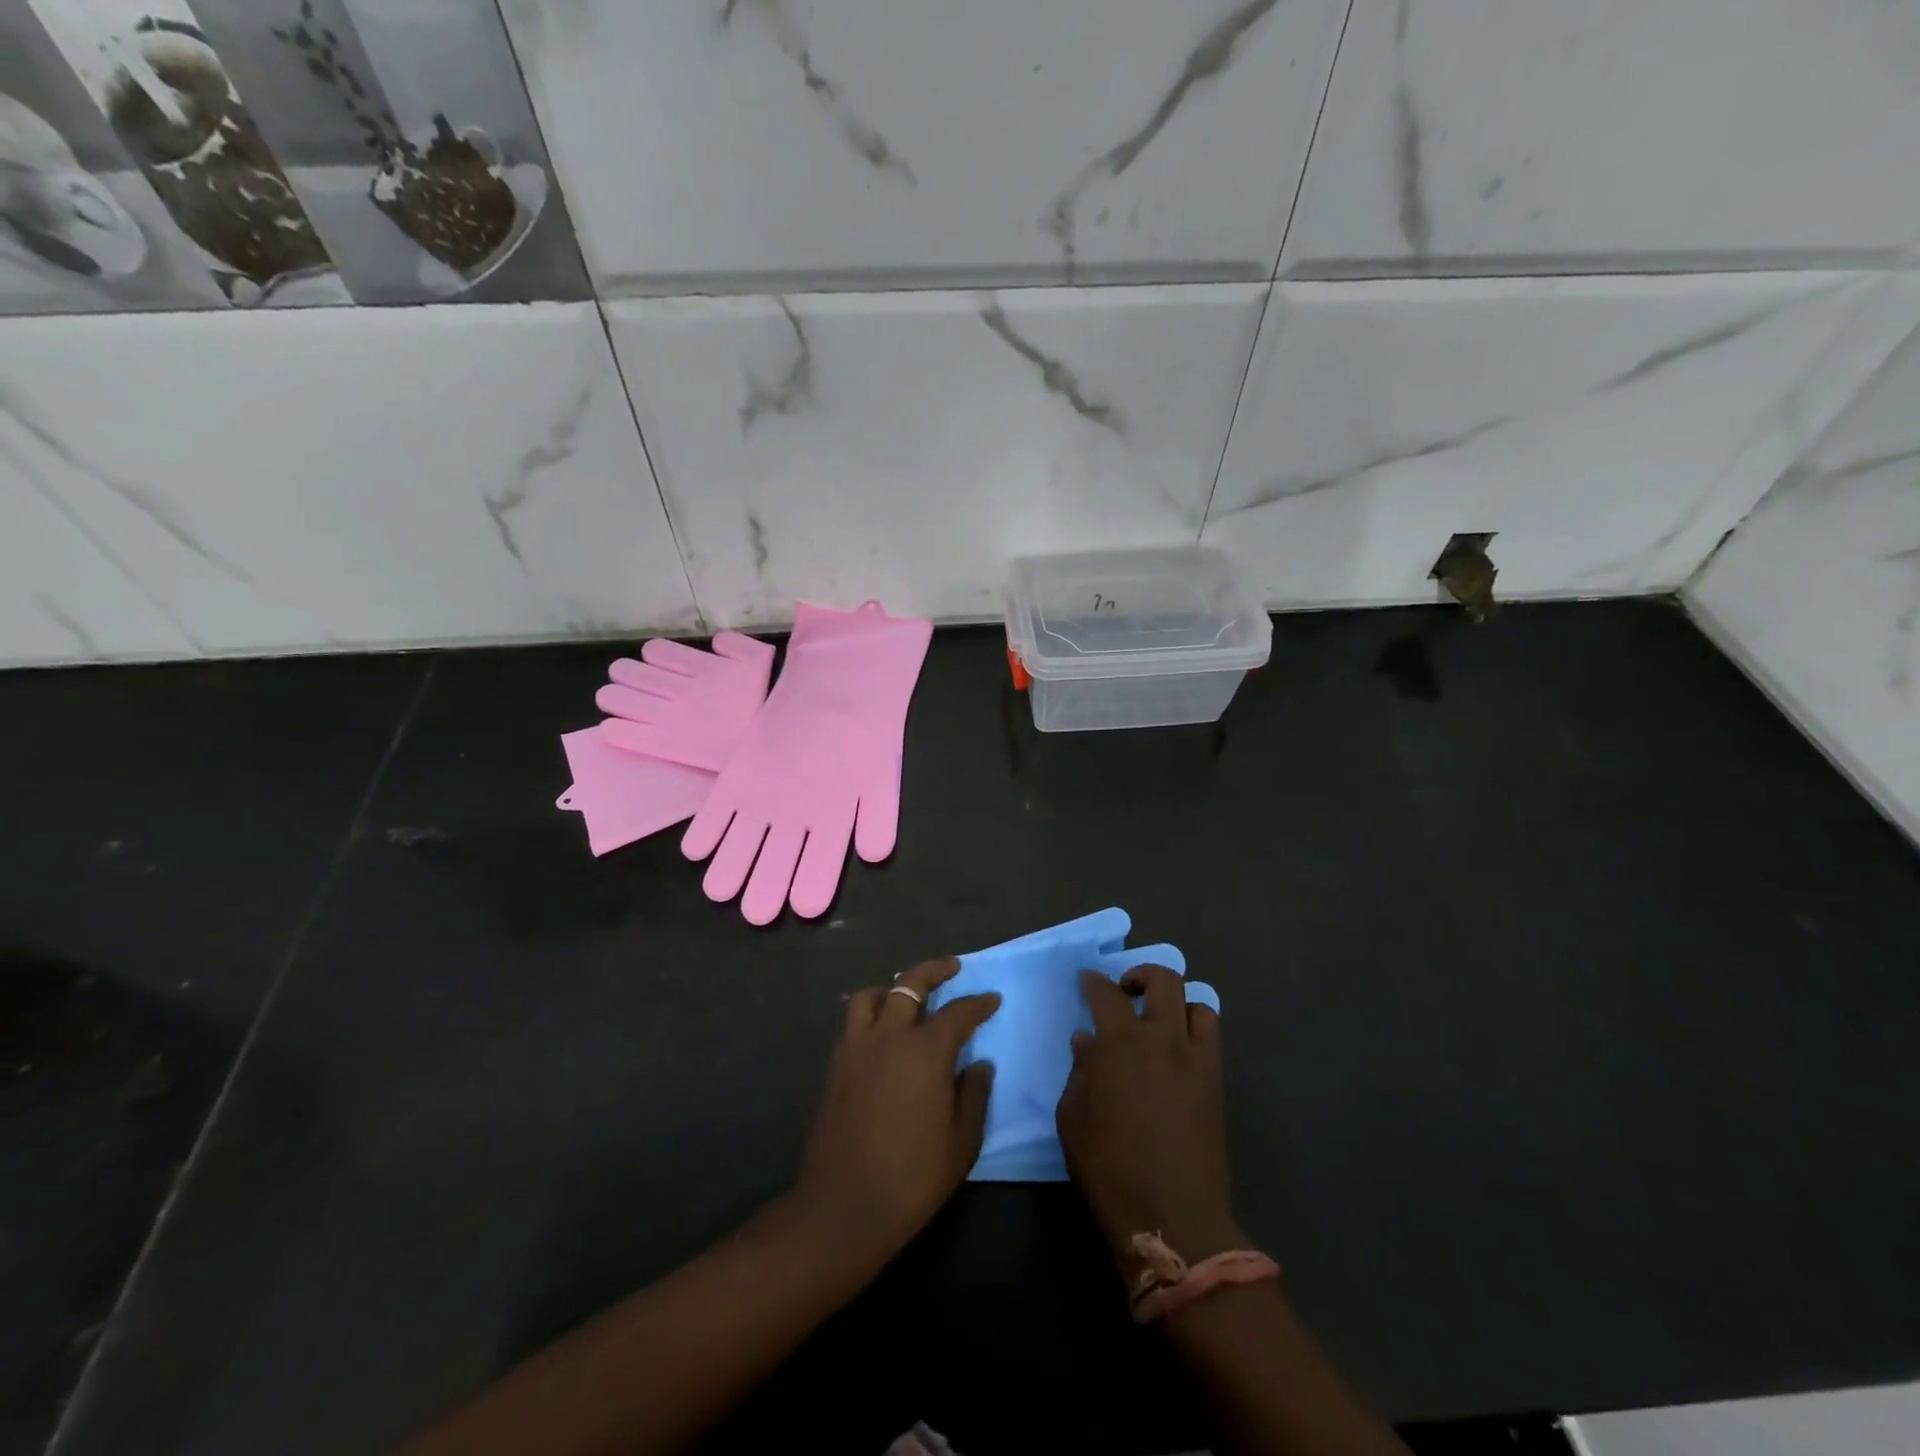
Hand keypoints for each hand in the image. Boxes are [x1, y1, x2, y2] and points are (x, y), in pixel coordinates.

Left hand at [791, 958, 1000, 1276]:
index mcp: (926, 1051)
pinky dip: (870, 1012)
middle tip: (952, 968)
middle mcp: (890, 1037)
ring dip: (893, 987)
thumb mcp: (962, 1142)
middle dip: (935, 970)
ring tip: (907, 995)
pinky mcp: (836, 1065)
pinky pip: (853, 1022)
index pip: (958, 1012)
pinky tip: (881, 1031)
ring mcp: (857, 1048)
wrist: (845, 1206)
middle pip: (910, 984)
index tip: (991, 1000)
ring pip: (872, 996)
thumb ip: (974, 1095)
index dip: (978, 1003)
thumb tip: (979, 1064)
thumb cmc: (913, 1177)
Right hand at [1057, 965, 1242, 1279]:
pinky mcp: (1216, 1081)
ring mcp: (1195, 1058)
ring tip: (1160, 1021)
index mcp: (1120, 1044)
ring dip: (1176, 1003)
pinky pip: (1211, 1035)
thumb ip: (1079, 1072)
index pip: (1105, 994)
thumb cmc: (1110, 1169)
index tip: (1086, 981)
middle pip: (1162, 981)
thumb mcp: (1073, 1120)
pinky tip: (1179, 1050)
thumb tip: (1086, 1042)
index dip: (1093, 981)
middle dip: (1141, 976)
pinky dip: (1195, 1028)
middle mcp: (1162, 1038)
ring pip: (1196, 1003)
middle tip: (1126, 992)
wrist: (1173, 1216)